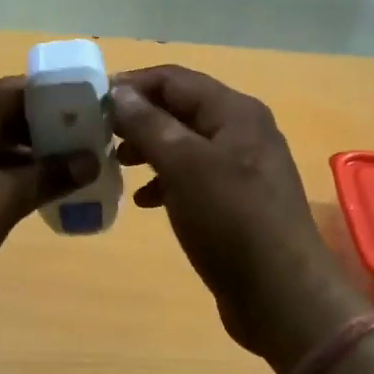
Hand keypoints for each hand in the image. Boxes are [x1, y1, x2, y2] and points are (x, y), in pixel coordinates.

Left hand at [0, 77, 99, 315]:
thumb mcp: (4, 198)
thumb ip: (49, 176)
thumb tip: (90, 159)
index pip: (23, 90)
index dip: (62, 100)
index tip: (96, 116)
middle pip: (11, 116)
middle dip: (51, 133)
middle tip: (93, 149)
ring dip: (31, 159)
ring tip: (74, 174)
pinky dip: (8, 178)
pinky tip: (36, 198)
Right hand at [112, 66, 365, 371]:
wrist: (281, 295)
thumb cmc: (231, 220)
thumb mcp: (184, 166)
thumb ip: (149, 124)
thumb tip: (118, 92)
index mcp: (234, 112)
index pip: (173, 79)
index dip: (131, 85)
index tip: (91, 102)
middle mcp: (241, 131)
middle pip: (179, 108)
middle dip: (138, 118)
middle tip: (99, 135)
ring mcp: (241, 167)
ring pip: (184, 143)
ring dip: (149, 149)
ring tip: (117, 165)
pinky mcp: (236, 201)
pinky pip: (193, 176)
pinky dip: (166, 180)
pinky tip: (145, 201)